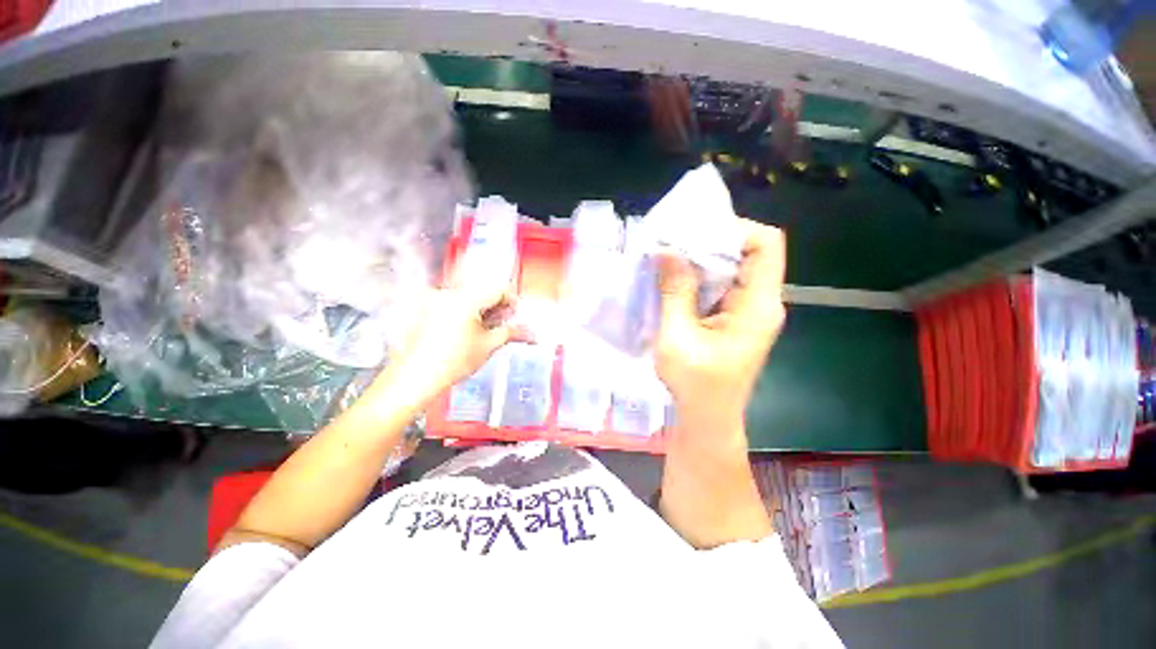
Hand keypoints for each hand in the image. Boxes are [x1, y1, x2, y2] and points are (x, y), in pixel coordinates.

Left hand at [378, 277, 532, 407]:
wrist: (415, 378)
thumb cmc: (454, 362)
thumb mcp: (488, 346)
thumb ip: (511, 333)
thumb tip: (532, 333)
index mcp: (466, 298)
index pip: (498, 289)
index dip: (512, 302)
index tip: (515, 316)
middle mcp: (449, 293)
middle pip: (482, 291)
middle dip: (497, 307)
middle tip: (503, 325)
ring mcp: (434, 300)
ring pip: (468, 297)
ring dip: (482, 309)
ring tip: (486, 330)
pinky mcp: (425, 309)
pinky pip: (453, 303)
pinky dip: (466, 312)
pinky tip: (467, 331)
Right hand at [655, 219, 786, 434]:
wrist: (707, 419)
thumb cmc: (694, 384)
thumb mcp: (677, 336)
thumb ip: (674, 291)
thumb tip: (666, 250)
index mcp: (758, 305)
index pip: (765, 244)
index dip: (734, 228)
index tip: (694, 233)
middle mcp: (761, 302)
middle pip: (747, 252)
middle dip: (709, 243)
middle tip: (672, 243)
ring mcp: (748, 311)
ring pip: (731, 269)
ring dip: (700, 261)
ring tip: (667, 259)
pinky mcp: (734, 319)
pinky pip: (721, 286)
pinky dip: (697, 279)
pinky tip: (673, 282)